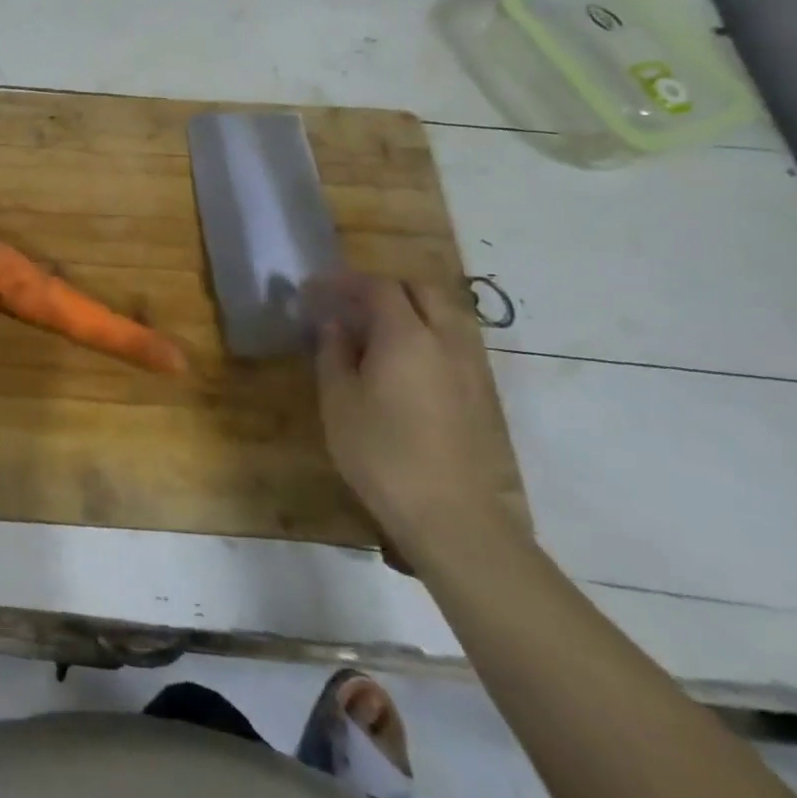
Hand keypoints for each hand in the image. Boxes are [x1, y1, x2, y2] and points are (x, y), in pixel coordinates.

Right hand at [312, 272, 529, 572]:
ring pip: (443, 313)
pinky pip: (452, 341)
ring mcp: (469, 366)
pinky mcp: (479, 393)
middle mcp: (444, 339)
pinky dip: (426, 333)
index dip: (345, 281)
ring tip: (376, 328)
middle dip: (383, 287)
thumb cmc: (382, 453)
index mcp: (405, 335)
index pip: (378, 286)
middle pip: (419, 289)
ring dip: (409, 308)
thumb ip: (334, 352)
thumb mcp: (338, 401)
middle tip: (350, 302)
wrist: (451, 516)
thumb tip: (334, 324)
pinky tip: (403, 361)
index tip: (316, 289)